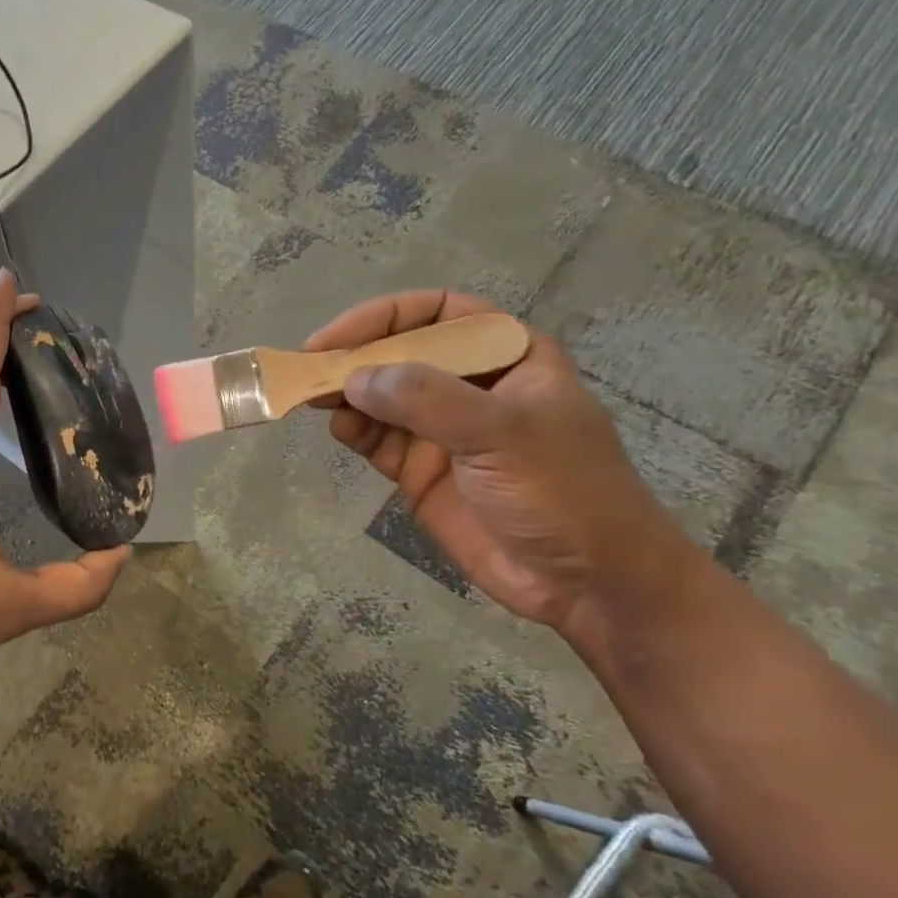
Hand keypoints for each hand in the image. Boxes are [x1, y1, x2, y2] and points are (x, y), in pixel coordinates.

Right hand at [305, 289, 700, 637]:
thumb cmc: (565, 493)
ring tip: (314, 398)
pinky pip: (375, 438)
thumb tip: (354, 378)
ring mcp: (442, 429)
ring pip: (380, 395)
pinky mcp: (419, 470)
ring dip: (346, 393)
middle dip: (355, 356)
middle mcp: (470, 386)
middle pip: (400, 352)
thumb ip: (428, 400)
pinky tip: (339, 429)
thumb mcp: (503, 434)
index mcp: (507, 357)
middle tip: (309, 367)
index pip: (439, 312)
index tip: (338, 338)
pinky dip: (351, 429)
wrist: (588, 585)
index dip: (385, 316)